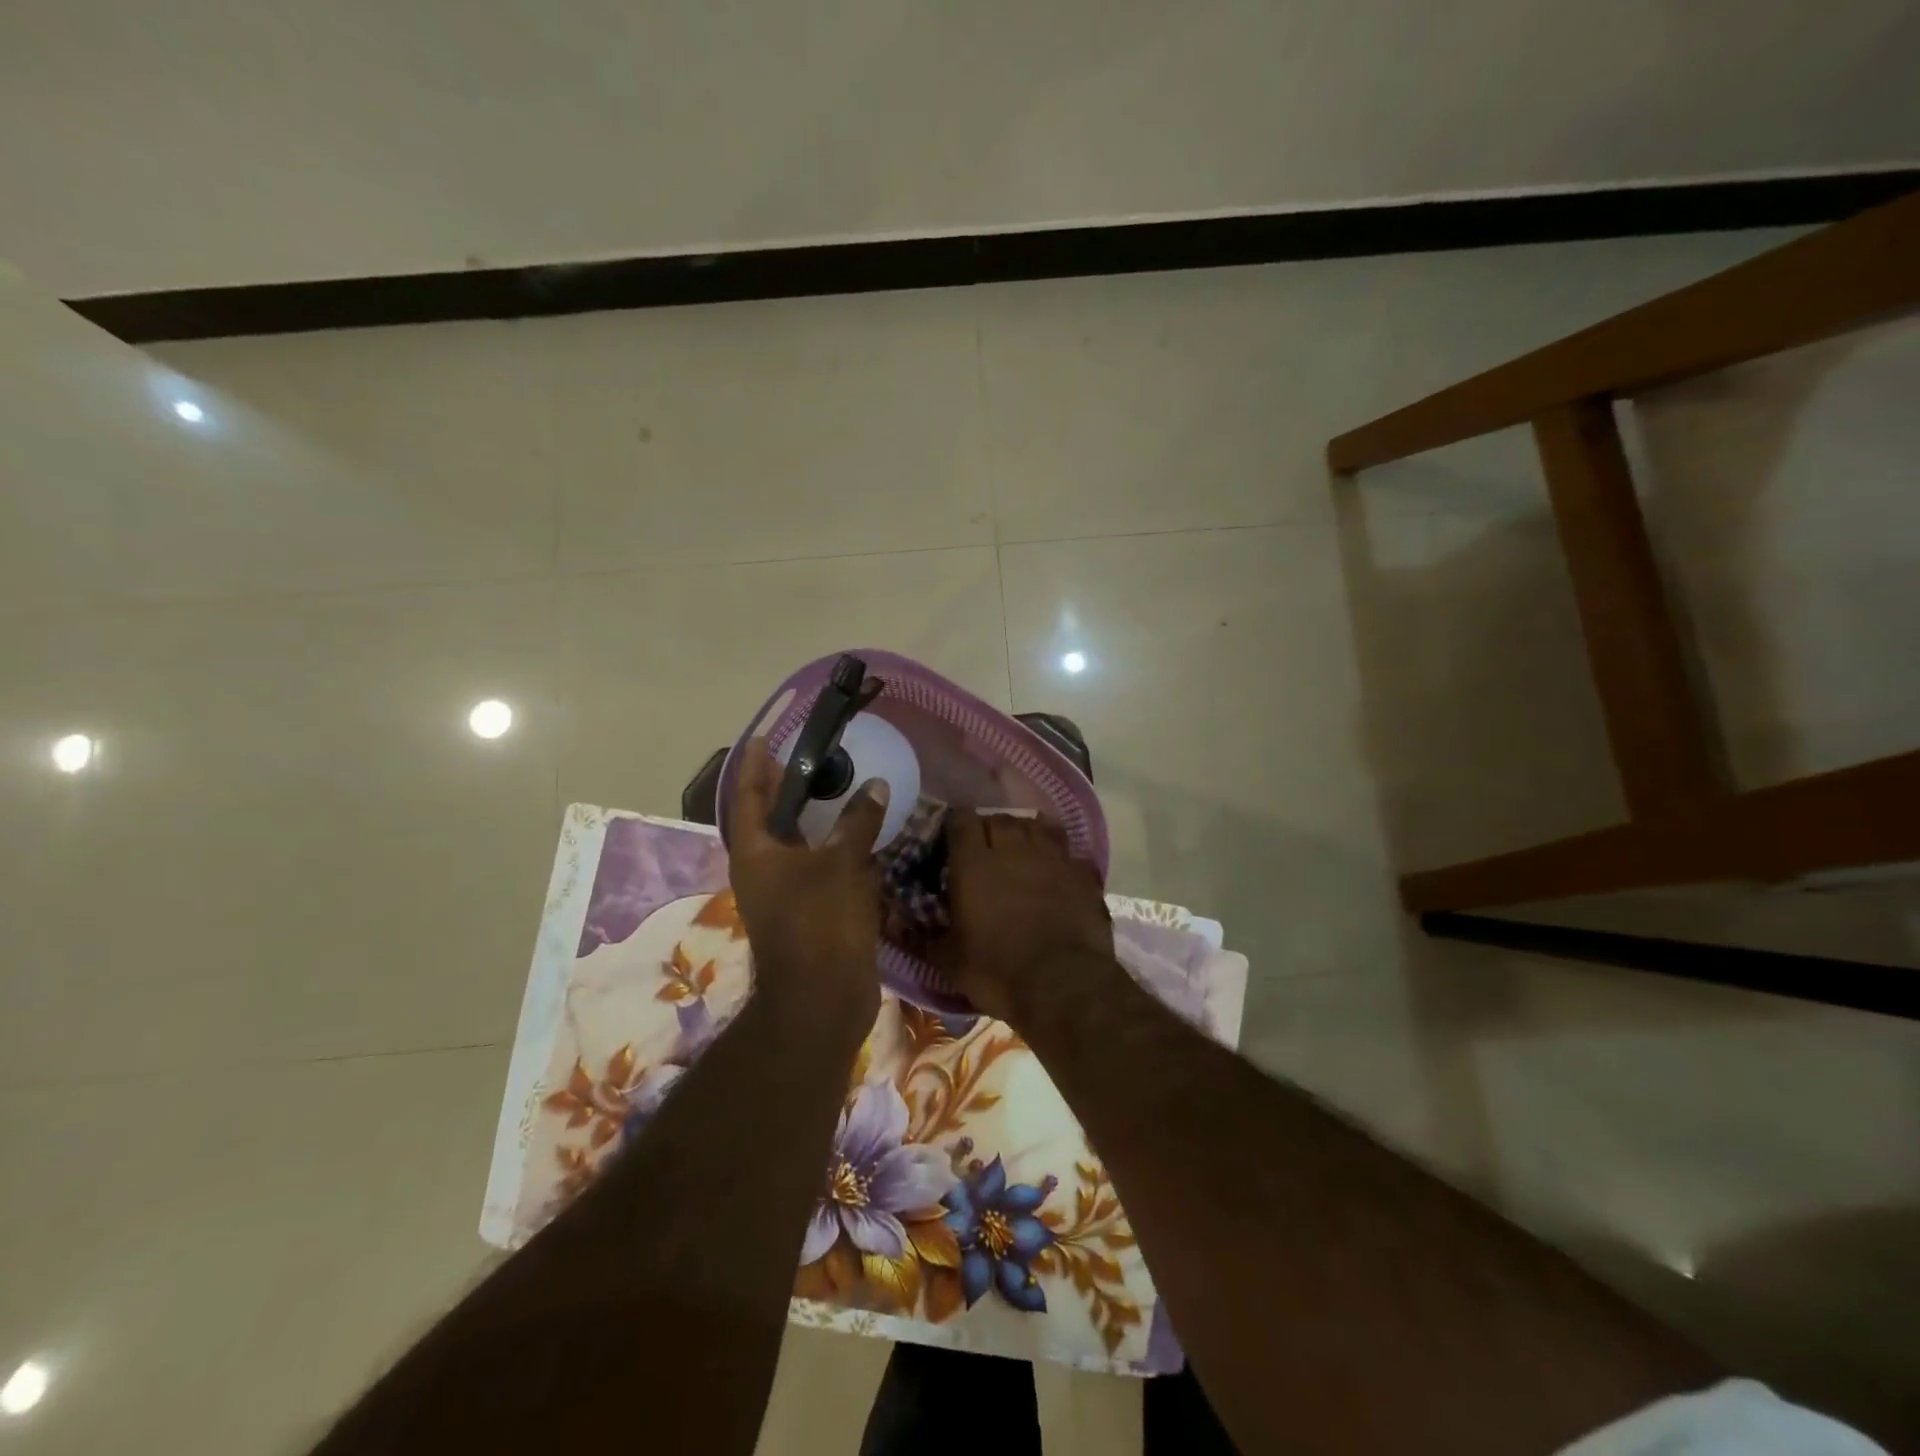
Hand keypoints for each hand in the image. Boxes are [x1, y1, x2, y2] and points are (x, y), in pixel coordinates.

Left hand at [727, 738, 887, 1029]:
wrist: (823, 999)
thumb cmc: (820, 923)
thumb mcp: (841, 864)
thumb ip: (857, 821)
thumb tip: (876, 785)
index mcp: (755, 852)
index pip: (748, 795)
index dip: (755, 764)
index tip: (764, 737)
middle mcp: (763, 868)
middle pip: (770, 817)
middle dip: (785, 787)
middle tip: (809, 756)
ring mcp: (785, 892)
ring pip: (797, 843)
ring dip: (813, 817)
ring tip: (837, 787)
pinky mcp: (810, 910)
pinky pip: (818, 866)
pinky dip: (833, 846)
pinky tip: (858, 834)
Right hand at [934, 810, 1114, 1025]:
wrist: (1063, 985)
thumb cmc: (997, 971)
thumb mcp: (950, 960)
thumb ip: (925, 936)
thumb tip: (899, 926)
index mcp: (973, 863)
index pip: (961, 821)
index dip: (956, 826)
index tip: (953, 840)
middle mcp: (1011, 848)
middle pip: (998, 819)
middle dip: (989, 829)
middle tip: (985, 850)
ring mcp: (1050, 856)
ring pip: (1033, 826)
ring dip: (1023, 834)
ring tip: (1019, 852)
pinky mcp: (1080, 870)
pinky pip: (1064, 849)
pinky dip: (1055, 854)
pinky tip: (1053, 870)